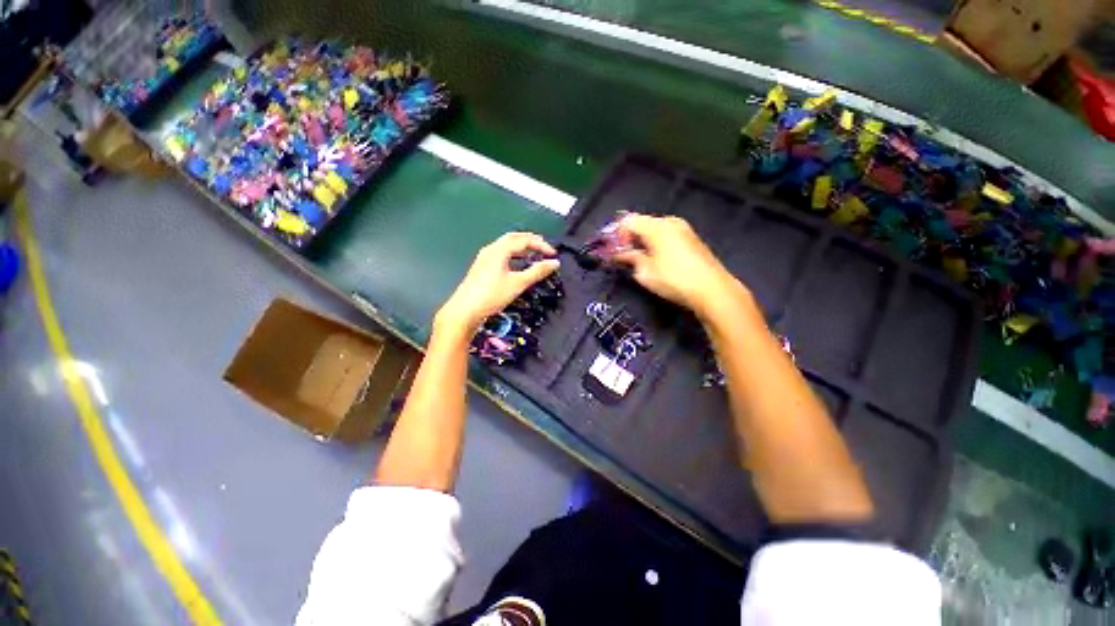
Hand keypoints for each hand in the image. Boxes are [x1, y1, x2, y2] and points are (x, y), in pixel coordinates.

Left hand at [435, 232, 558, 334]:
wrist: (465, 310)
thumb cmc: (492, 295)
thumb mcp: (518, 283)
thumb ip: (537, 272)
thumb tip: (554, 263)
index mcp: (499, 250)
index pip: (524, 240)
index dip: (541, 245)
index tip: (553, 254)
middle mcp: (491, 250)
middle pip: (514, 238)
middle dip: (531, 241)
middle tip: (544, 248)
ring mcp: (485, 258)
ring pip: (506, 246)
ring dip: (522, 247)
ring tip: (534, 255)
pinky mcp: (482, 267)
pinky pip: (501, 254)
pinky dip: (514, 255)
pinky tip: (518, 265)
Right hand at [613, 214, 741, 315]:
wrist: (711, 289)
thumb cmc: (674, 279)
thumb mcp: (645, 272)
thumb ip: (630, 258)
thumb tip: (619, 254)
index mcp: (656, 227)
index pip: (628, 221)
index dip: (617, 234)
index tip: (613, 251)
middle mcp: (670, 222)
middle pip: (642, 222)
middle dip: (629, 237)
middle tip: (623, 255)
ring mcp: (683, 229)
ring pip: (654, 228)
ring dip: (642, 240)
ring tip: (638, 258)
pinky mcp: (691, 238)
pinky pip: (666, 234)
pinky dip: (655, 242)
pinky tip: (655, 257)